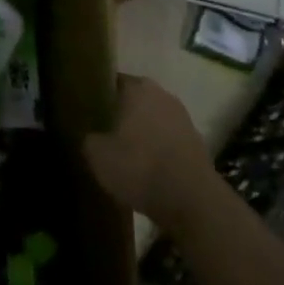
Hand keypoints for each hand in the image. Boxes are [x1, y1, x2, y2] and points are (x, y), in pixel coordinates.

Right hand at [83, 75, 219, 230]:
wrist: (193, 203)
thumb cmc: (139, 167)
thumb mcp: (97, 155)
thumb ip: (88, 138)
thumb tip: (90, 137)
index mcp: (138, 88)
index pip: (112, 81)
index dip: (98, 95)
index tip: (86, 111)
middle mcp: (163, 95)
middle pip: (134, 100)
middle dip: (119, 114)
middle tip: (101, 132)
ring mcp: (184, 119)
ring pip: (152, 120)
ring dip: (140, 133)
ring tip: (122, 154)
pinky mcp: (197, 145)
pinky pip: (167, 141)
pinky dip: (157, 150)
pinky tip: (145, 169)